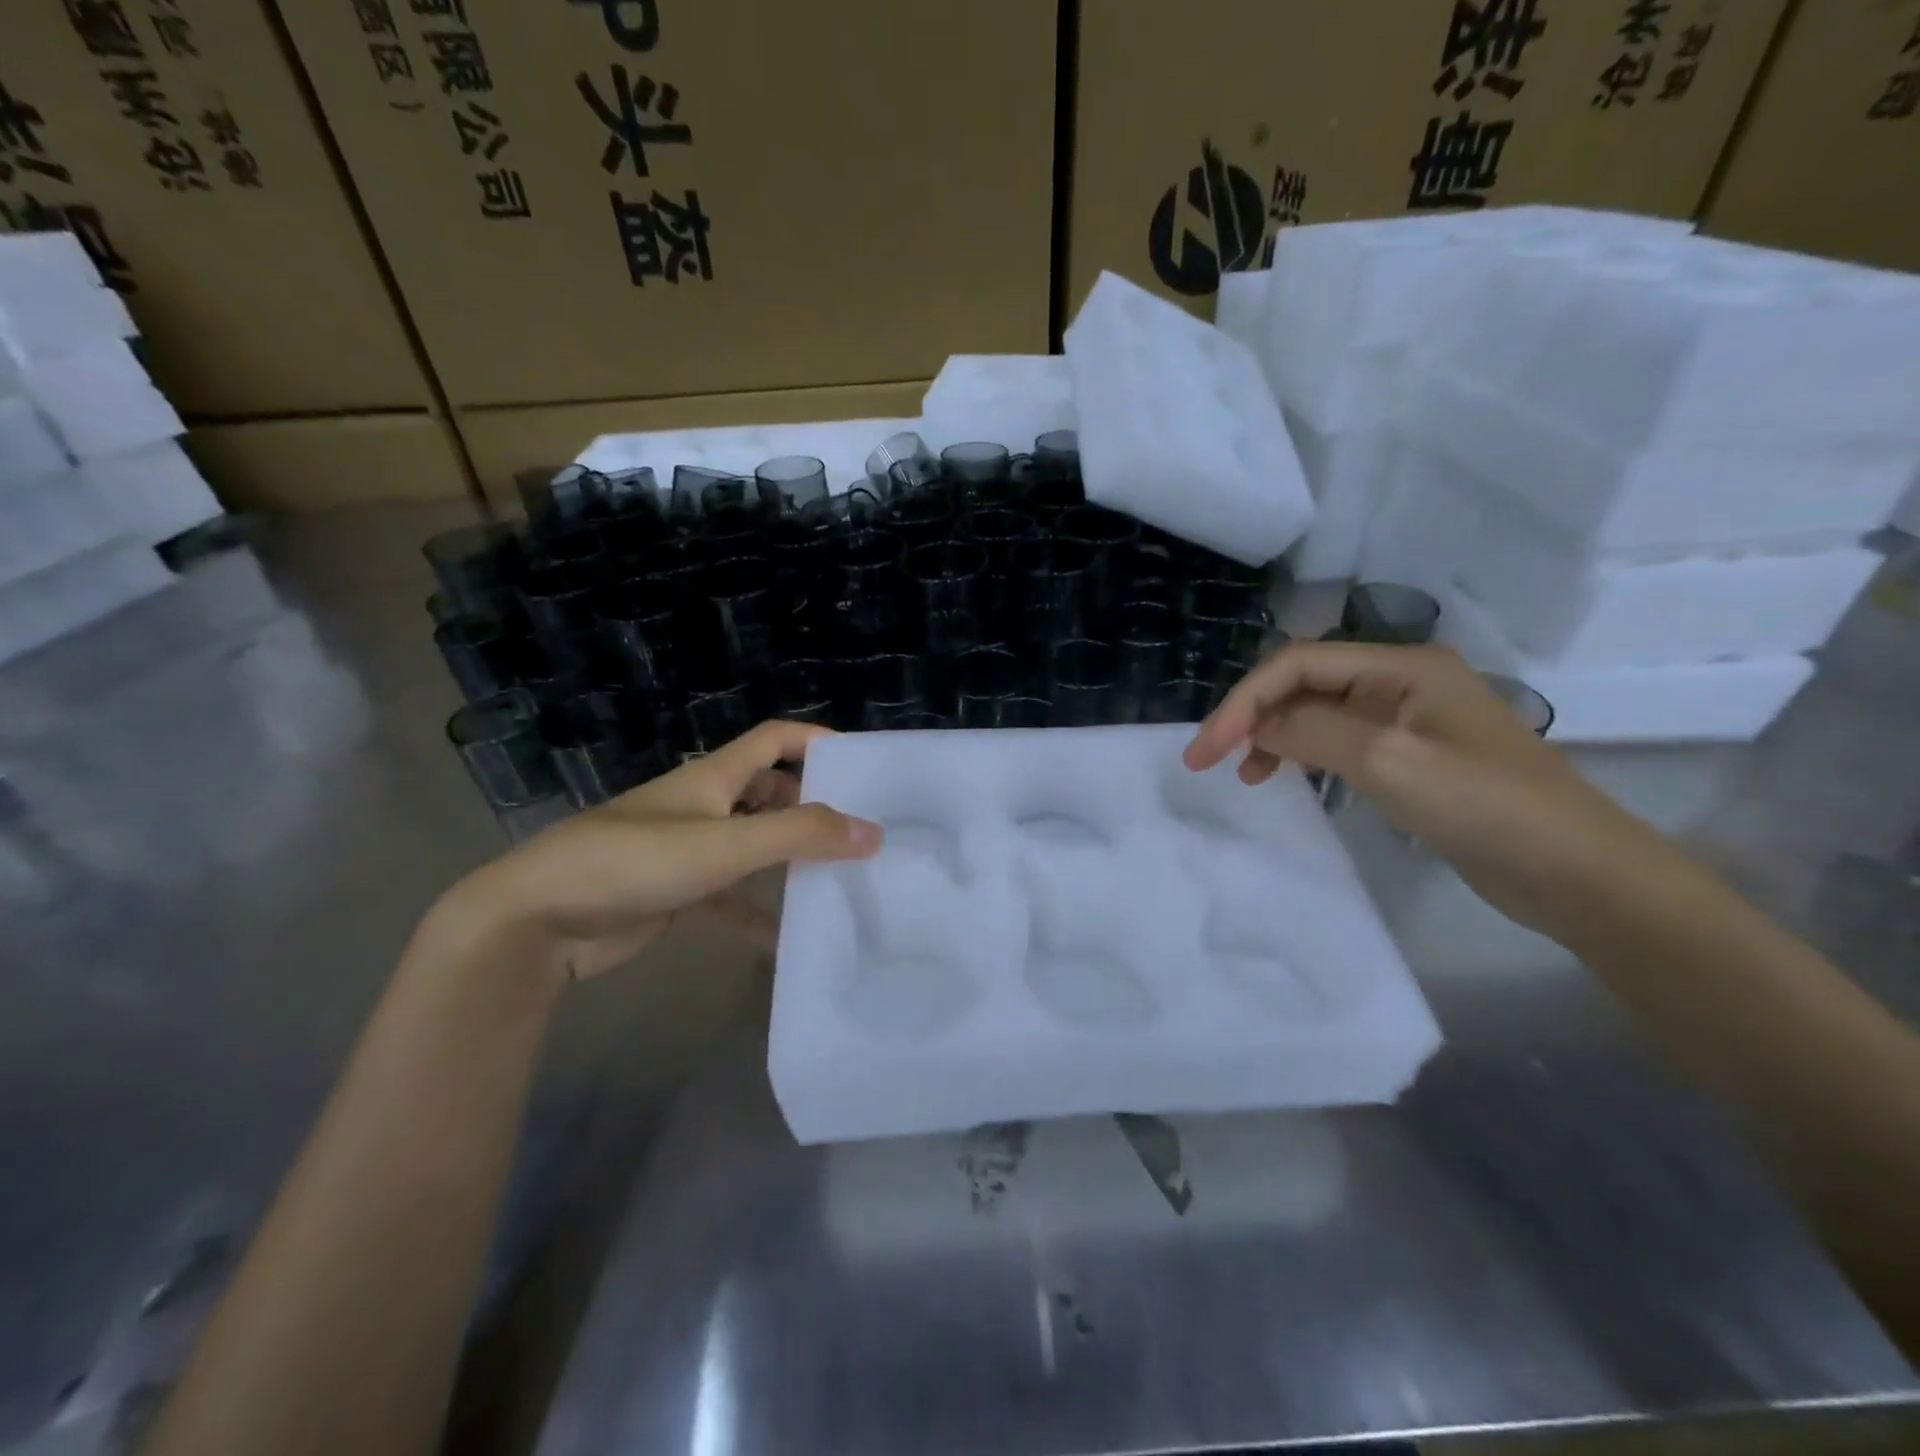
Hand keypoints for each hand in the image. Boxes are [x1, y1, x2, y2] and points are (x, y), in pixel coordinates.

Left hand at [438, 720, 881, 981]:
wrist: (535, 921)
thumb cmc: (633, 862)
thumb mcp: (724, 844)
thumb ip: (799, 835)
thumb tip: (873, 831)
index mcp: (712, 778)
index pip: (773, 739)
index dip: (814, 740)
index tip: (861, 761)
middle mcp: (703, 807)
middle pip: (767, 792)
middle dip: (810, 804)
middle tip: (858, 830)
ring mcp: (687, 852)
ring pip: (752, 846)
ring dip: (789, 858)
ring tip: (838, 878)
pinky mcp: (675, 894)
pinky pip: (730, 900)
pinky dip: (758, 914)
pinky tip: (789, 941)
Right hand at [1184, 642, 1677, 938]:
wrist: (1578, 872)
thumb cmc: (1485, 806)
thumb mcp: (1387, 762)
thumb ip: (1311, 733)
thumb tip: (1255, 726)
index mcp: (1401, 666)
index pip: (1297, 664)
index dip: (1243, 701)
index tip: (1206, 750)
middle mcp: (1400, 681)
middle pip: (1304, 683)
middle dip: (1253, 715)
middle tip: (1211, 759)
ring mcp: (1407, 719)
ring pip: (1317, 713)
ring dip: (1274, 735)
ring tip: (1248, 775)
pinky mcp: (1411, 756)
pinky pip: (1339, 742)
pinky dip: (1304, 756)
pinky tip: (1288, 779)